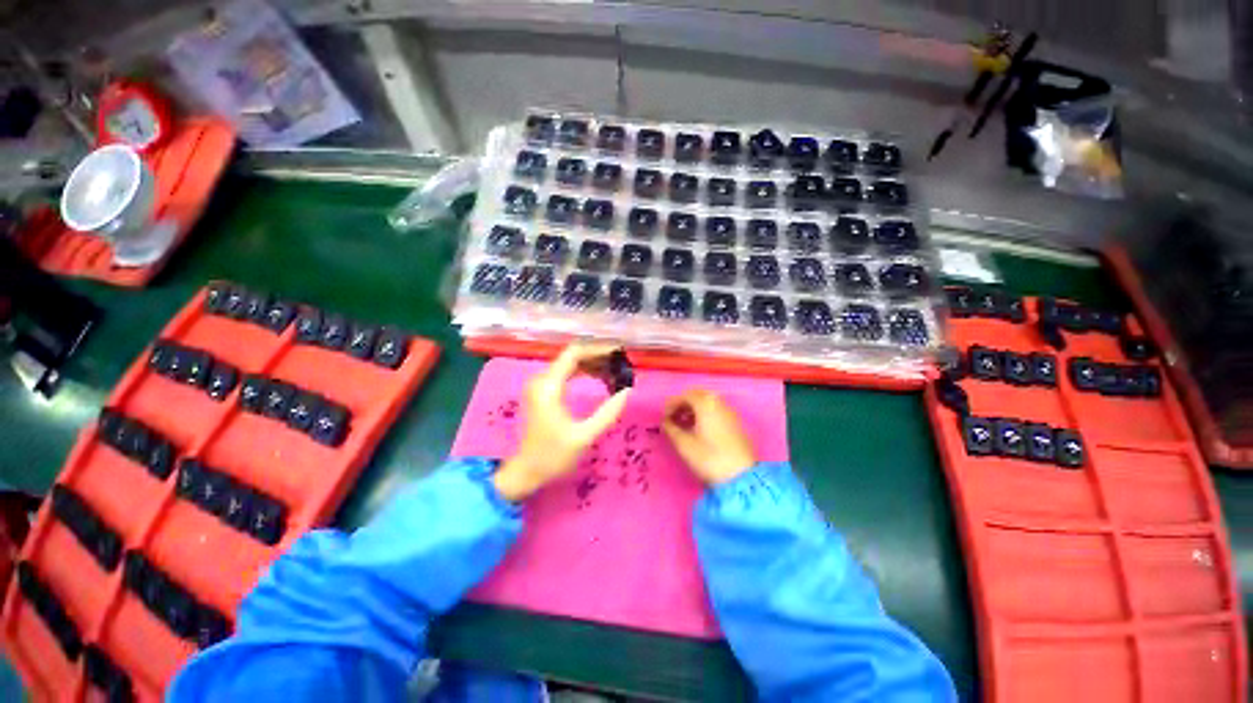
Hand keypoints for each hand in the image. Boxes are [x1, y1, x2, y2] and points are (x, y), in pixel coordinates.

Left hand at [494, 344, 631, 501]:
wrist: (526, 472)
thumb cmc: (553, 456)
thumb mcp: (584, 436)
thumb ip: (607, 413)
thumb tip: (627, 391)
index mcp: (549, 387)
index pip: (574, 353)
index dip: (598, 350)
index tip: (619, 354)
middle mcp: (541, 380)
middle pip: (573, 356)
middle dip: (598, 358)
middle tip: (621, 365)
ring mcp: (540, 385)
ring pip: (570, 363)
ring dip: (592, 365)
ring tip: (614, 372)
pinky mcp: (542, 392)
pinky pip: (566, 373)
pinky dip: (584, 373)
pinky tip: (599, 379)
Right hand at [662, 389, 755, 485]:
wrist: (741, 477)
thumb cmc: (709, 458)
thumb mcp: (684, 445)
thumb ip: (671, 429)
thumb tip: (665, 422)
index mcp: (706, 404)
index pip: (685, 395)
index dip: (671, 404)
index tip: (663, 417)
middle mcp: (720, 403)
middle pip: (698, 396)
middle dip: (684, 404)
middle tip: (673, 418)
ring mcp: (731, 413)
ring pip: (709, 403)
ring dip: (694, 410)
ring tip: (684, 425)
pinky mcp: (737, 424)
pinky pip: (717, 412)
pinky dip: (705, 415)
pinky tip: (699, 430)